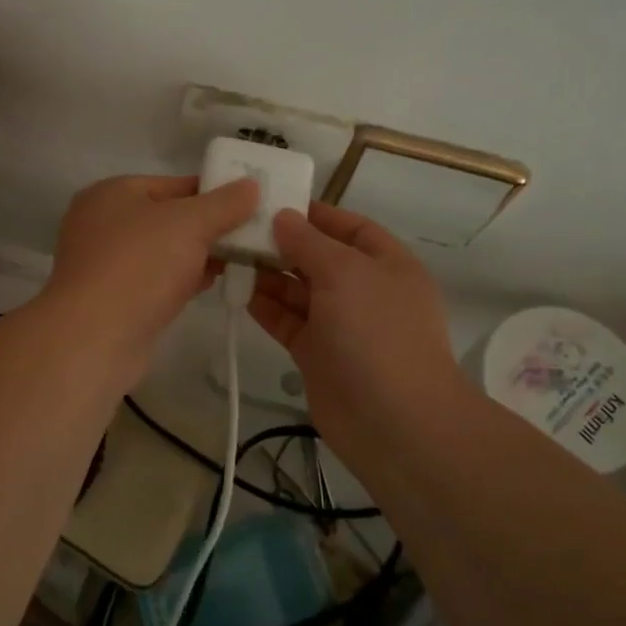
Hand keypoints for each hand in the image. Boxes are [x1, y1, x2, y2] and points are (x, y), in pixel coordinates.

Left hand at [40, 174, 259, 383]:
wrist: (95, 338)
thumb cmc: (140, 265)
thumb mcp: (190, 223)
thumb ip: (224, 203)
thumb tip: (250, 185)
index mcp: (112, 192)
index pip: (175, 184)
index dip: (214, 193)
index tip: (250, 206)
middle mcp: (102, 222)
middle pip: (169, 217)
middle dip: (208, 228)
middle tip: (249, 237)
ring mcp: (104, 263)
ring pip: (163, 251)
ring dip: (197, 256)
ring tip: (238, 261)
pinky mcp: (112, 298)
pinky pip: (155, 280)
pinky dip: (181, 280)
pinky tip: (210, 285)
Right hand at [249, 203, 471, 442]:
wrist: (395, 421)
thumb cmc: (376, 332)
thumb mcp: (345, 273)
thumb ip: (309, 242)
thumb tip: (284, 217)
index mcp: (387, 264)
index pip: (350, 227)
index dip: (315, 214)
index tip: (272, 204)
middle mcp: (365, 290)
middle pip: (320, 258)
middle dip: (284, 244)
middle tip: (239, 231)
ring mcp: (342, 325)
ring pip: (300, 291)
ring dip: (269, 275)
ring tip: (231, 257)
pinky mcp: (319, 354)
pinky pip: (289, 322)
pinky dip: (266, 308)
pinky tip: (239, 292)